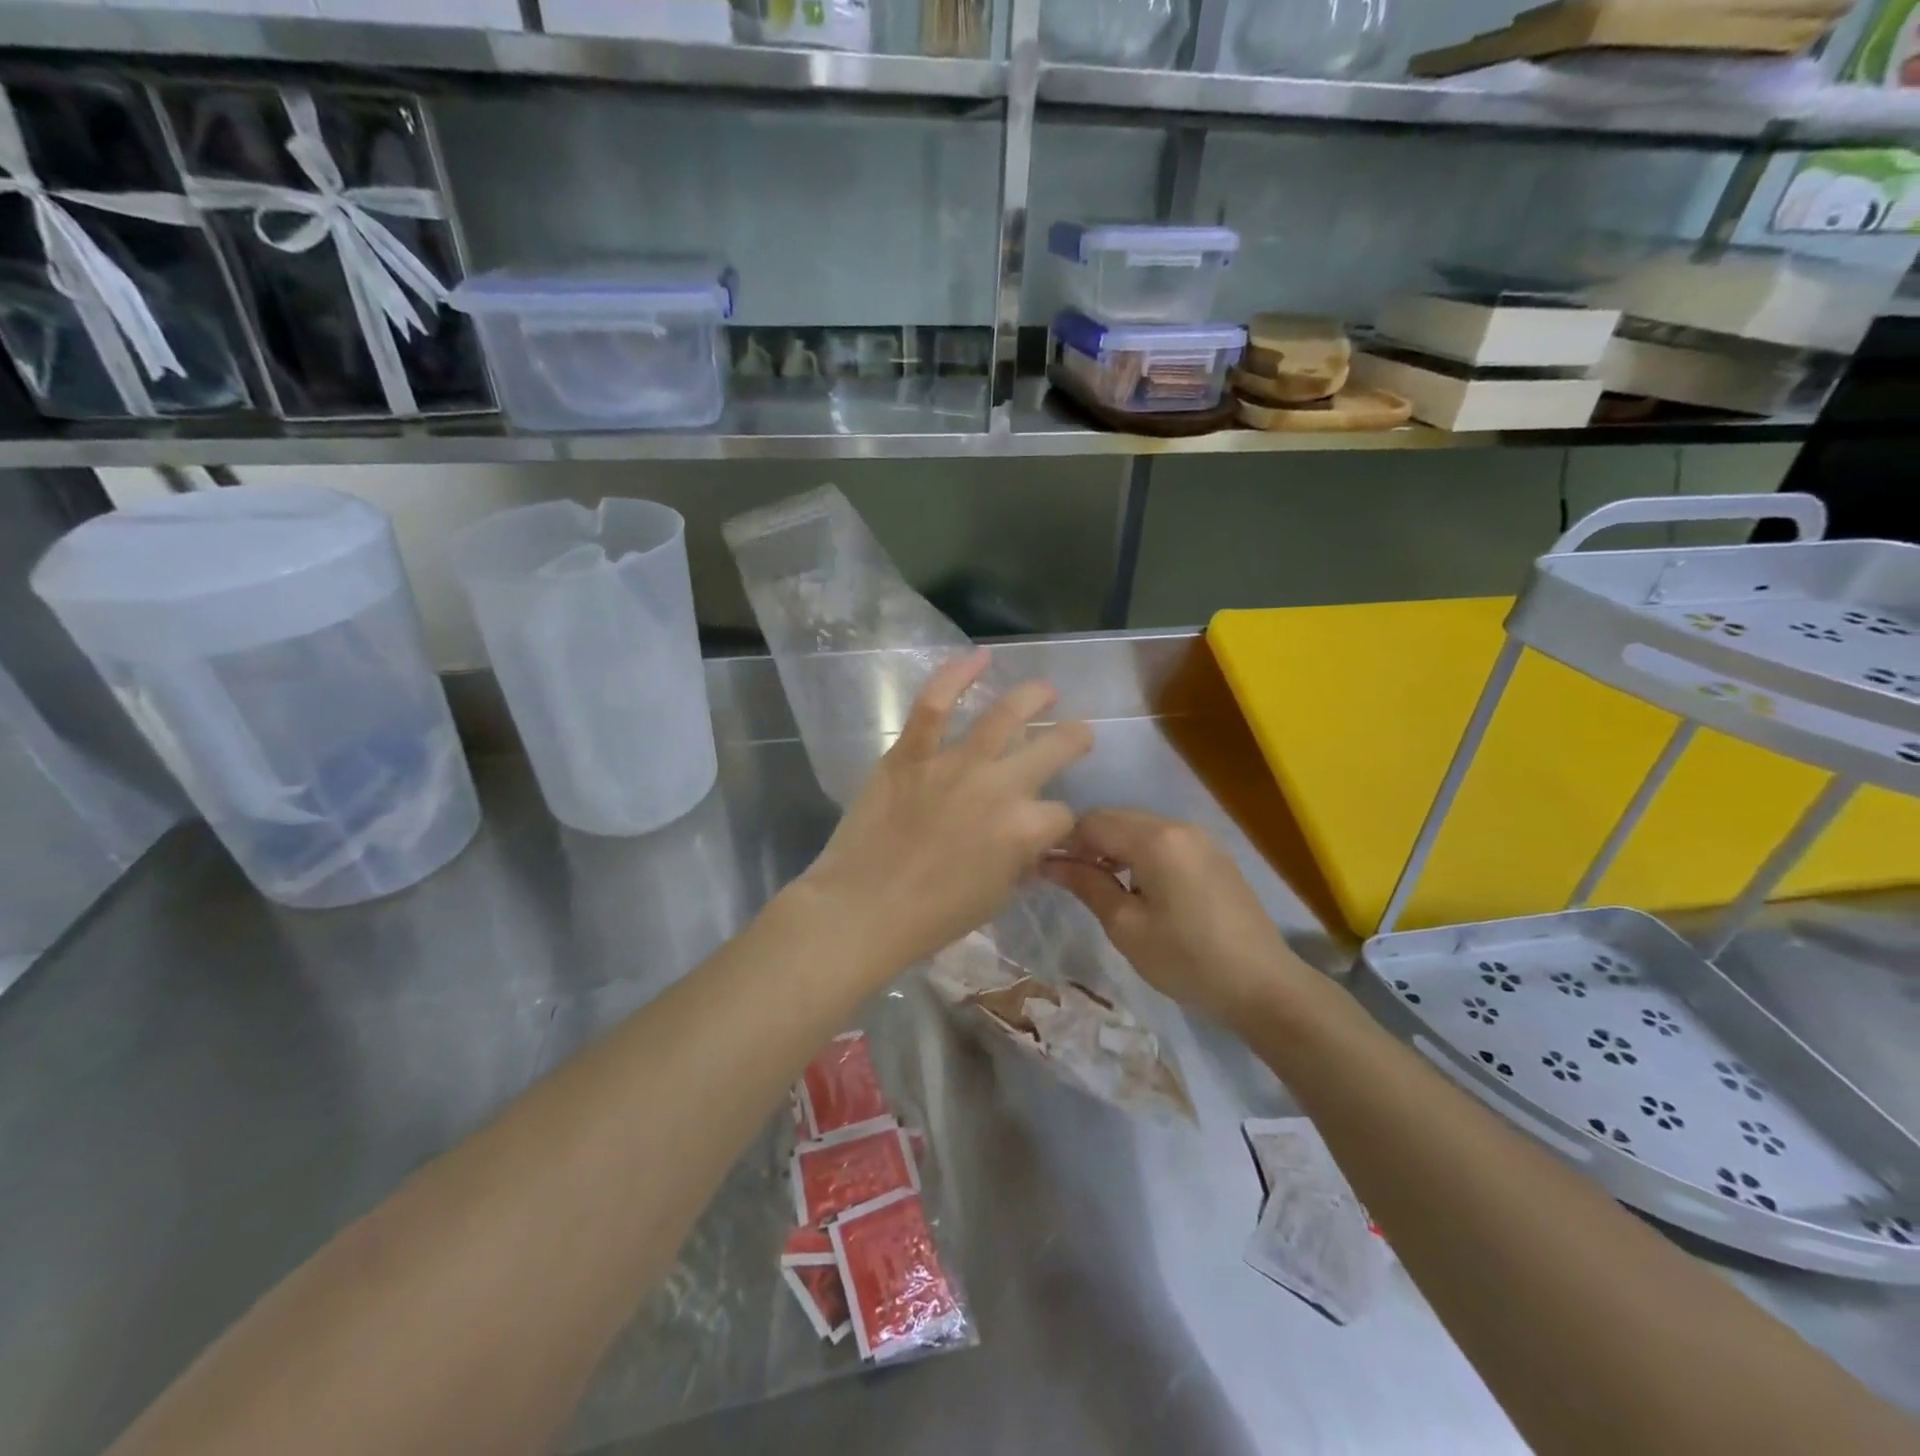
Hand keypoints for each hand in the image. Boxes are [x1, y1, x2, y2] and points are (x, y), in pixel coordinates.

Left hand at [796, 649, 1093, 980]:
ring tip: (1045, 689)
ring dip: (1033, 696)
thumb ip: (1019, 864)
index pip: (1062, 815)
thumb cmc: (932, 917)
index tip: (1053, 826)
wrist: (863, 907)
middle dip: (1073, 739)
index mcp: (1025, 829)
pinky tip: (979, 657)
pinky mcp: (912, 752)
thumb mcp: (994, 898)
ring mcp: (955, 763)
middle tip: (1077, 733)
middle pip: (1053, 749)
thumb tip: (1030, 847)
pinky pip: (935, 704)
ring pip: (1004, 715)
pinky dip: (956, 675)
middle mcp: (1000, 786)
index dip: (1061, 823)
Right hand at [1040, 809, 1309, 1024]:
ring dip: (1113, 848)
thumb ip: (1087, 885)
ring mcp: (1200, 838)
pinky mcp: (1213, 855)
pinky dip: (1139, 854)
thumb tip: (1049, 863)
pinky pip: (1163, 841)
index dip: (1063, 841)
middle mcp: (1178, 826)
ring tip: (1097, 884)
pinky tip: (1134, 886)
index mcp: (1156, 839)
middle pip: (1117, 819)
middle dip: (1087, 842)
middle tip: (1066, 878)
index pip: (1093, 822)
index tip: (1043, 868)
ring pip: (1140, 828)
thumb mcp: (1127, 927)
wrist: (1264, 986)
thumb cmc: (1187, 960)